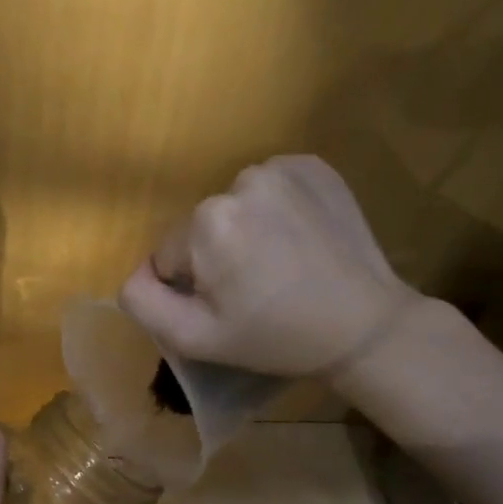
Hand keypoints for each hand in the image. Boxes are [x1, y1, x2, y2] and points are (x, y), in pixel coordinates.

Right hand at [119, 155, 422, 389]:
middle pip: (201, 225)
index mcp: (207, 222)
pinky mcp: (313, 165)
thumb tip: (137, 271)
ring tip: (281, 263)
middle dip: (217, 254)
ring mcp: (281, 168)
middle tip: (256, 287)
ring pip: (234, 205)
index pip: (170, 254)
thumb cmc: (274, 337)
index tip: (230, 304)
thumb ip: (143, 301)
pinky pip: (270, 186)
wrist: (365, 326)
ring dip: (246, 229)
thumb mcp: (194, 338)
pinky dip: (276, 208)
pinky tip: (300, 238)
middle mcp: (240, 181)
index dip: (193, 285)